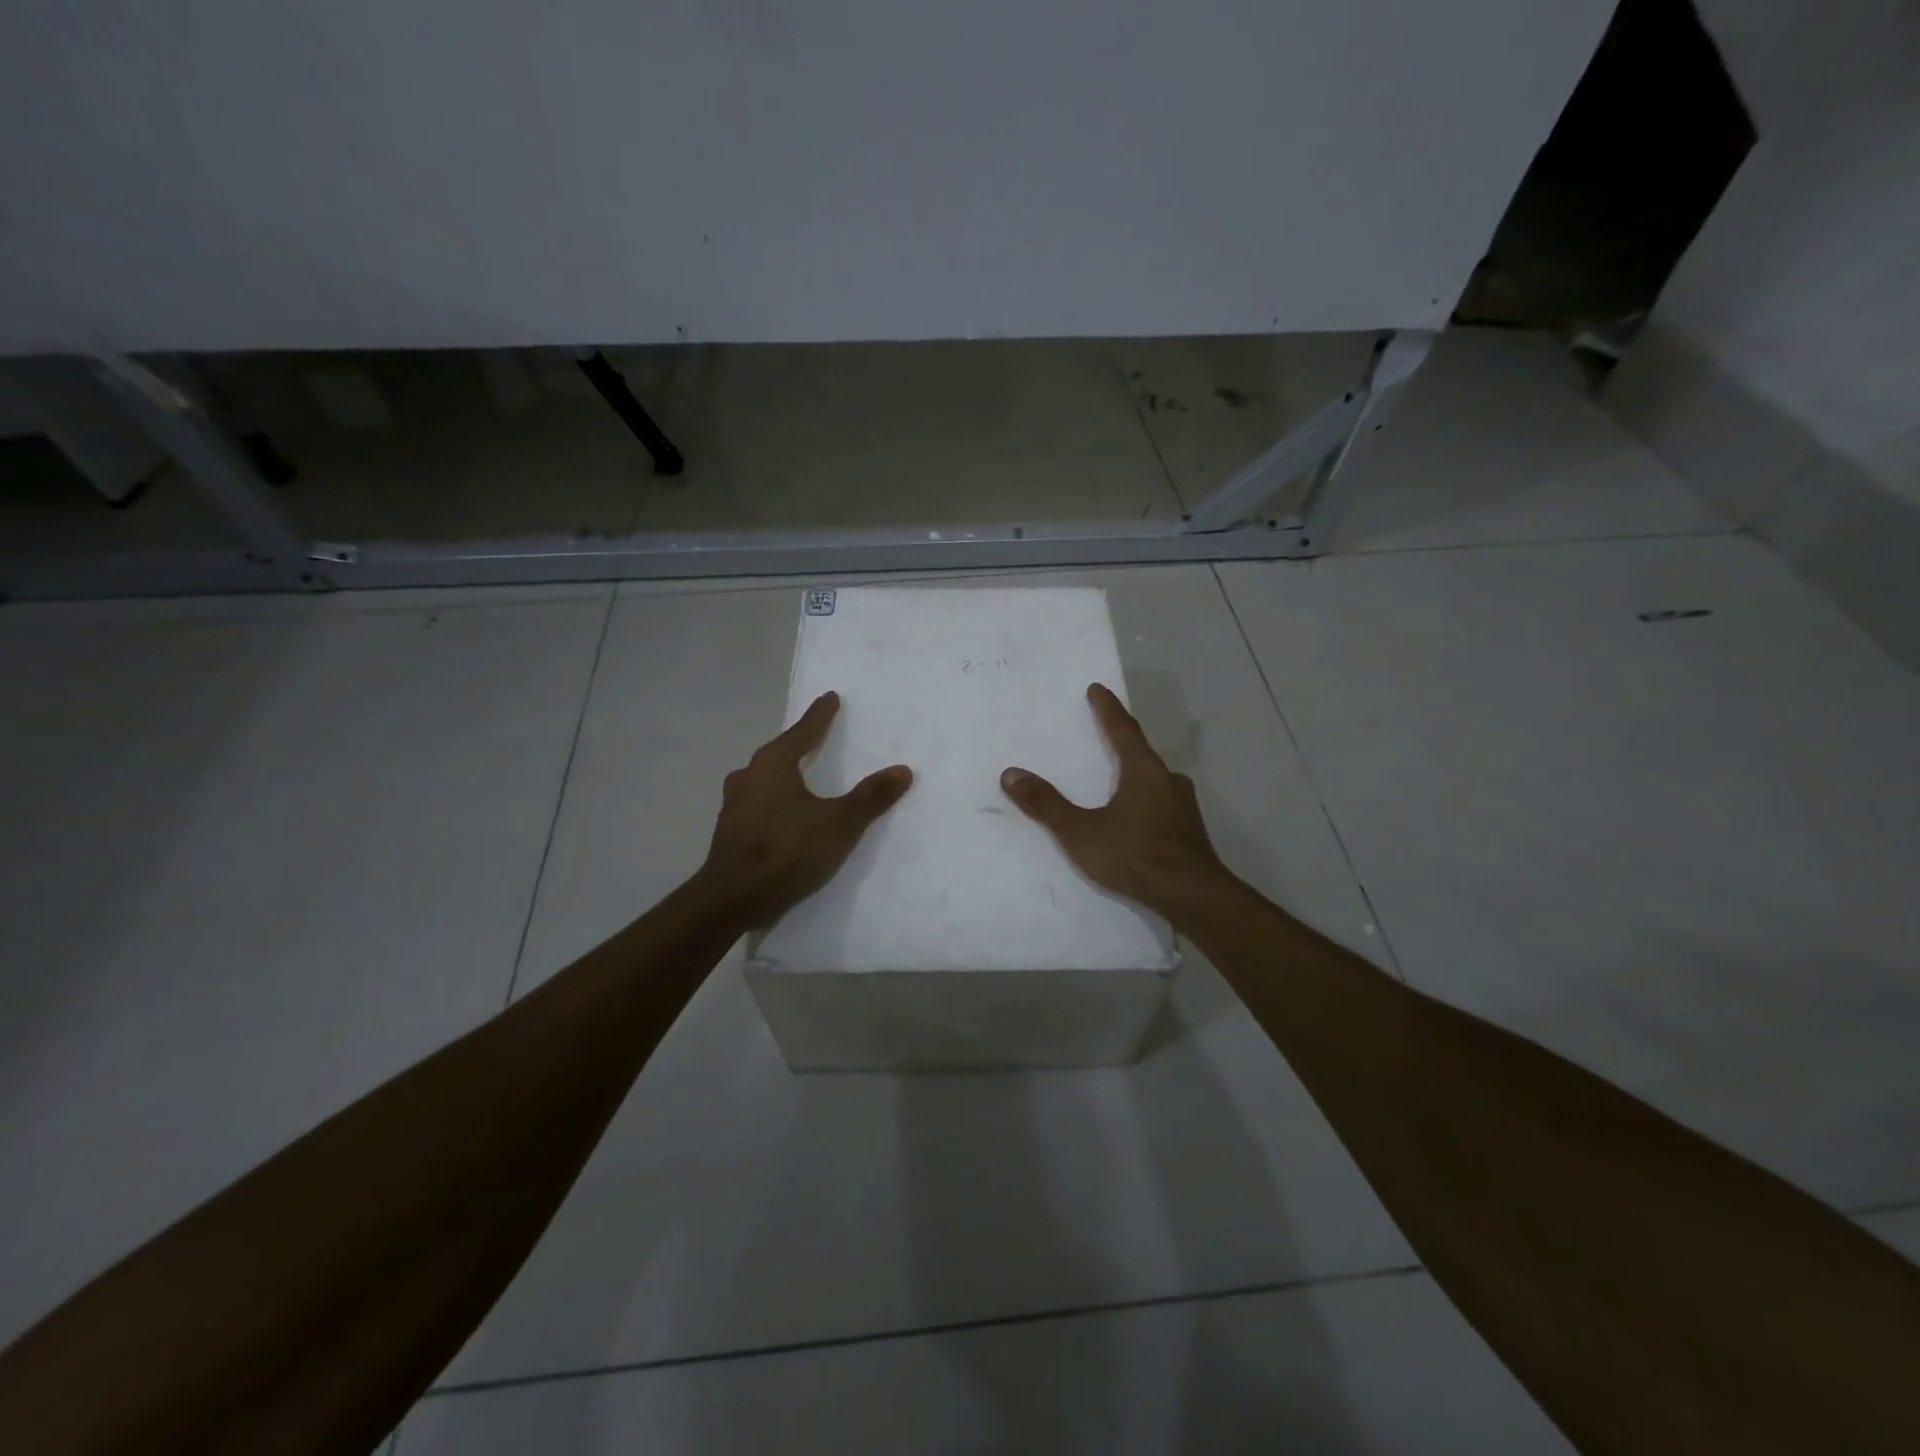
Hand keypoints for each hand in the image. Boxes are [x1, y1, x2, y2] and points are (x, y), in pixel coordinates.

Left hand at [697, 691, 912, 928]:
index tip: (830, 698)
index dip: (821, 715)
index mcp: (774, 764)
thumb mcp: (839, 824)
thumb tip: (903, 769)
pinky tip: (783, 812)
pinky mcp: (730, 829)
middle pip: (780, 751)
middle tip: (819, 736)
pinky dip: (774, 798)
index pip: (803, 731)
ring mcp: (734, 802)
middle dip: (800, 743)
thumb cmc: (787, 851)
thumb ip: (871, 797)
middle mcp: (749, 775)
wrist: (732, 898)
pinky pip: (758, 801)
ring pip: (765, 777)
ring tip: (801, 774)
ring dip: (784, 773)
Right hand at [1001, 683, 1231, 920]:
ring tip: (1118, 779)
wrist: (1192, 897)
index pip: (1123, 729)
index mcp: (1143, 770)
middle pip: (1142, 753)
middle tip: (1105, 734)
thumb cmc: (1135, 855)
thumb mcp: (1081, 831)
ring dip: (1136, 774)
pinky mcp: (1190, 832)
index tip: (1097, 689)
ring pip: (1155, 780)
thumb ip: (1047, 804)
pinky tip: (1137, 818)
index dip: (1108, 709)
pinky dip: (1146, 801)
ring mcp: (1184, 807)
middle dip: (1123, 742)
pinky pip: (1162, 805)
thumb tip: (1010, 774)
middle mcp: (1168, 781)